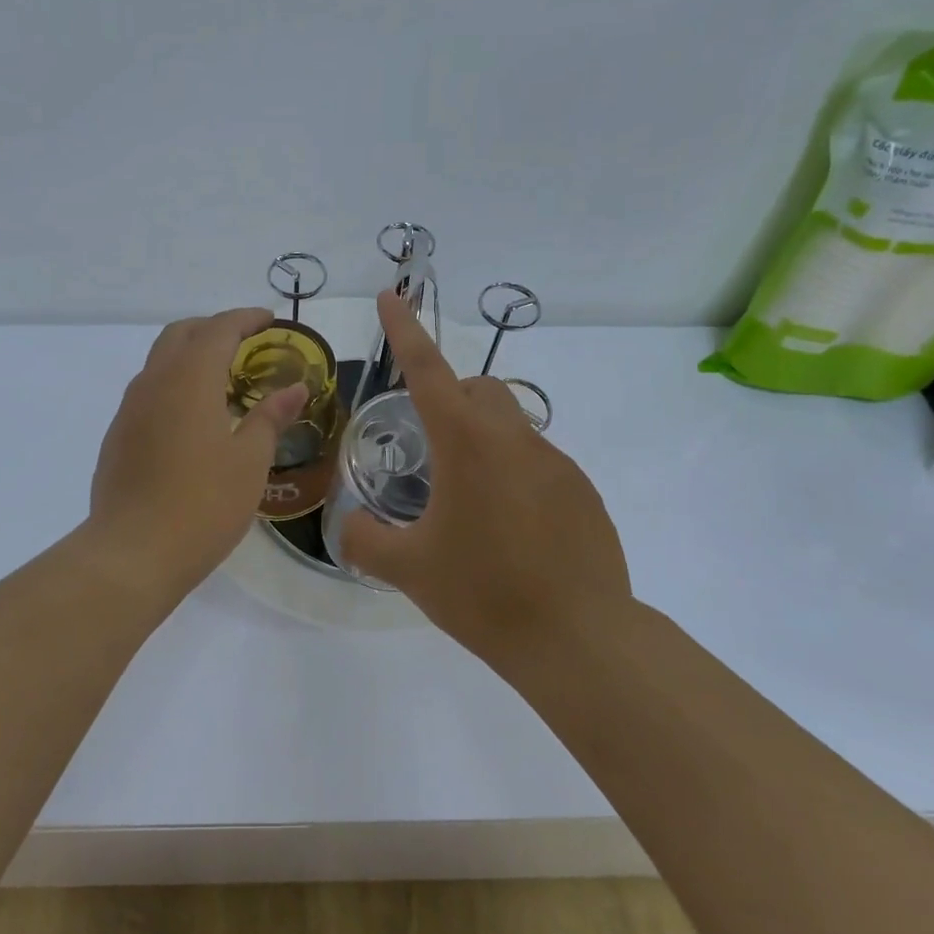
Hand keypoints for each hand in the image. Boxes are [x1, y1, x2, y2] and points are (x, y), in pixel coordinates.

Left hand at [88, 308, 306, 592]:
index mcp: (189, 380)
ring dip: (190, 356)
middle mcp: (154, 383)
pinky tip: (192, 418)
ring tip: (222, 380)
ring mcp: (129, 410)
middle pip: (181, 334)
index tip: (269, 320)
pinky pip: (148, 392)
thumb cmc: (203, 504)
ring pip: (159, 361)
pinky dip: (174, 385)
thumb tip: (294, 389)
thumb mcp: (249, 461)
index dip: (245, 318)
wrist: (132, 553)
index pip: (218, 329)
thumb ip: (270, 417)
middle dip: (213, 328)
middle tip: (245, 343)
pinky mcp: (118, 436)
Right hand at [339, 290, 631, 660]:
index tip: (392, 295)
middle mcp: (515, 439)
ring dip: (483, 445)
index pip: (427, 370)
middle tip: (429, 447)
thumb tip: (350, 527)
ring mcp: (558, 463)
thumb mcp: (407, 569)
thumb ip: (364, 539)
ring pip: (512, 428)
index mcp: (467, 443)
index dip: (405, 330)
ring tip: (468, 506)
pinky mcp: (584, 493)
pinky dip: (515, 477)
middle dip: (452, 397)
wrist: (577, 638)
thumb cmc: (483, 593)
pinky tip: (510, 531)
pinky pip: (539, 465)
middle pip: (481, 389)